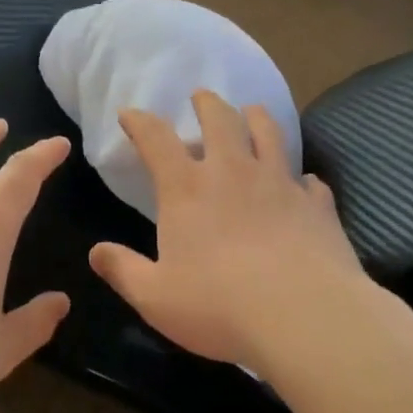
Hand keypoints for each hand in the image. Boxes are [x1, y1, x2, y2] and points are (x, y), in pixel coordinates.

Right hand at [88, 91, 365, 372]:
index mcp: (187, 189)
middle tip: (201, 96)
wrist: (304, 316)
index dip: (139, 122)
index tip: (129, 114)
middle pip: (219, 119)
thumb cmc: (219, 306)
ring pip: (268, 133)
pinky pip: (308, 180)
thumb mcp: (155, 297)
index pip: (156, 139)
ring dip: (256, 117)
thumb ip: (123, 271)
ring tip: (252, 111)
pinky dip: (300, 177)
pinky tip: (302, 183)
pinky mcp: (316, 204)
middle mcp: (233, 172)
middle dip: (206, 103)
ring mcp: (280, 183)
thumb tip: (96, 252)